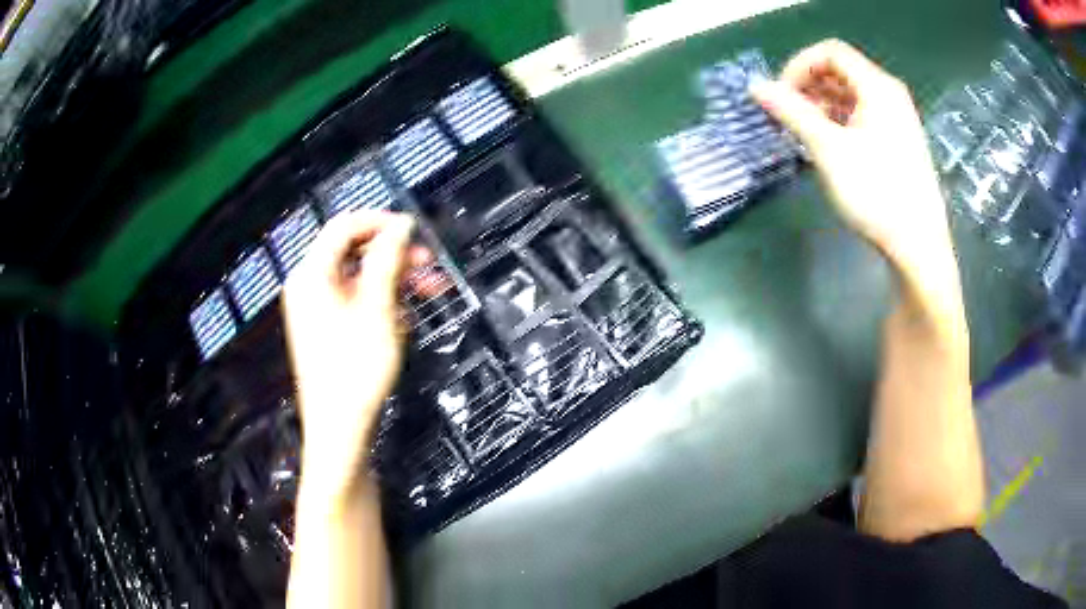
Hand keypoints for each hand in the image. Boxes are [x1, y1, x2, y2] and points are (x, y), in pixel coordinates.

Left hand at [283, 211, 415, 502]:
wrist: (340, 426)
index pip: (345, 226)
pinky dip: (382, 302)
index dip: (381, 222)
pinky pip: (356, 301)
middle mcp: (310, 285)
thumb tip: (401, 225)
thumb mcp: (377, 307)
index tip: (415, 230)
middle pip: (354, 252)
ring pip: (360, 278)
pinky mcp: (327, 329)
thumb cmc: (355, 367)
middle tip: (430, 264)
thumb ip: (388, 259)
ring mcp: (317, 309)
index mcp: (313, 274)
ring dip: (395, 280)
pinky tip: (406, 318)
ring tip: (429, 292)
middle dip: (394, 254)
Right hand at [750, 40, 953, 279]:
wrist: (919, 248)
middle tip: (788, 116)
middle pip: (841, 72)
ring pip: (851, 97)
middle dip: (809, 88)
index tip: (782, 96)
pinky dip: (840, 123)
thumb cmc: (877, 194)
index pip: (830, 52)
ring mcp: (898, 120)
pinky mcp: (899, 143)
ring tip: (803, 134)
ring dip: (822, 107)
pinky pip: (863, 118)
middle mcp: (890, 96)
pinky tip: (828, 147)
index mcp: (878, 87)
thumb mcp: (829, 149)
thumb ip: (791, 111)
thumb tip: (755, 86)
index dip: (799, 66)